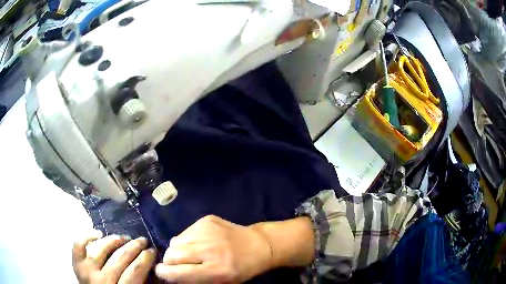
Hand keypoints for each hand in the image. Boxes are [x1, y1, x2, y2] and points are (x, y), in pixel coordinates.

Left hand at [72, 233, 155, 283]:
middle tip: (143, 240)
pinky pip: (78, 246)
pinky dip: (87, 236)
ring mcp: (86, 271)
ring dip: (114, 240)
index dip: (145, 259)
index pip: (135, 272)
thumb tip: (155, 271)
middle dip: (134, 247)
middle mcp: (101, 281)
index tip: (152, 250)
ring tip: (124, 237)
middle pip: (119, 259)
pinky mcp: (77, 265)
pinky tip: (98, 233)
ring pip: (100, 249)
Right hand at [155, 215, 272, 282]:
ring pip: (175, 241)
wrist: (259, 245)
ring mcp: (208, 231)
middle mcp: (210, 250)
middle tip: (174, 264)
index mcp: (217, 270)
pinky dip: (186, 240)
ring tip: (187, 254)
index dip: (165, 273)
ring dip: (176, 250)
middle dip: (168, 261)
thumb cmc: (242, 268)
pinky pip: (185, 232)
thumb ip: (196, 280)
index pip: (179, 273)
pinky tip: (197, 243)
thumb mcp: (223, 282)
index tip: (160, 272)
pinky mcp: (207, 220)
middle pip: (173, 254)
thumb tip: (172, 275)